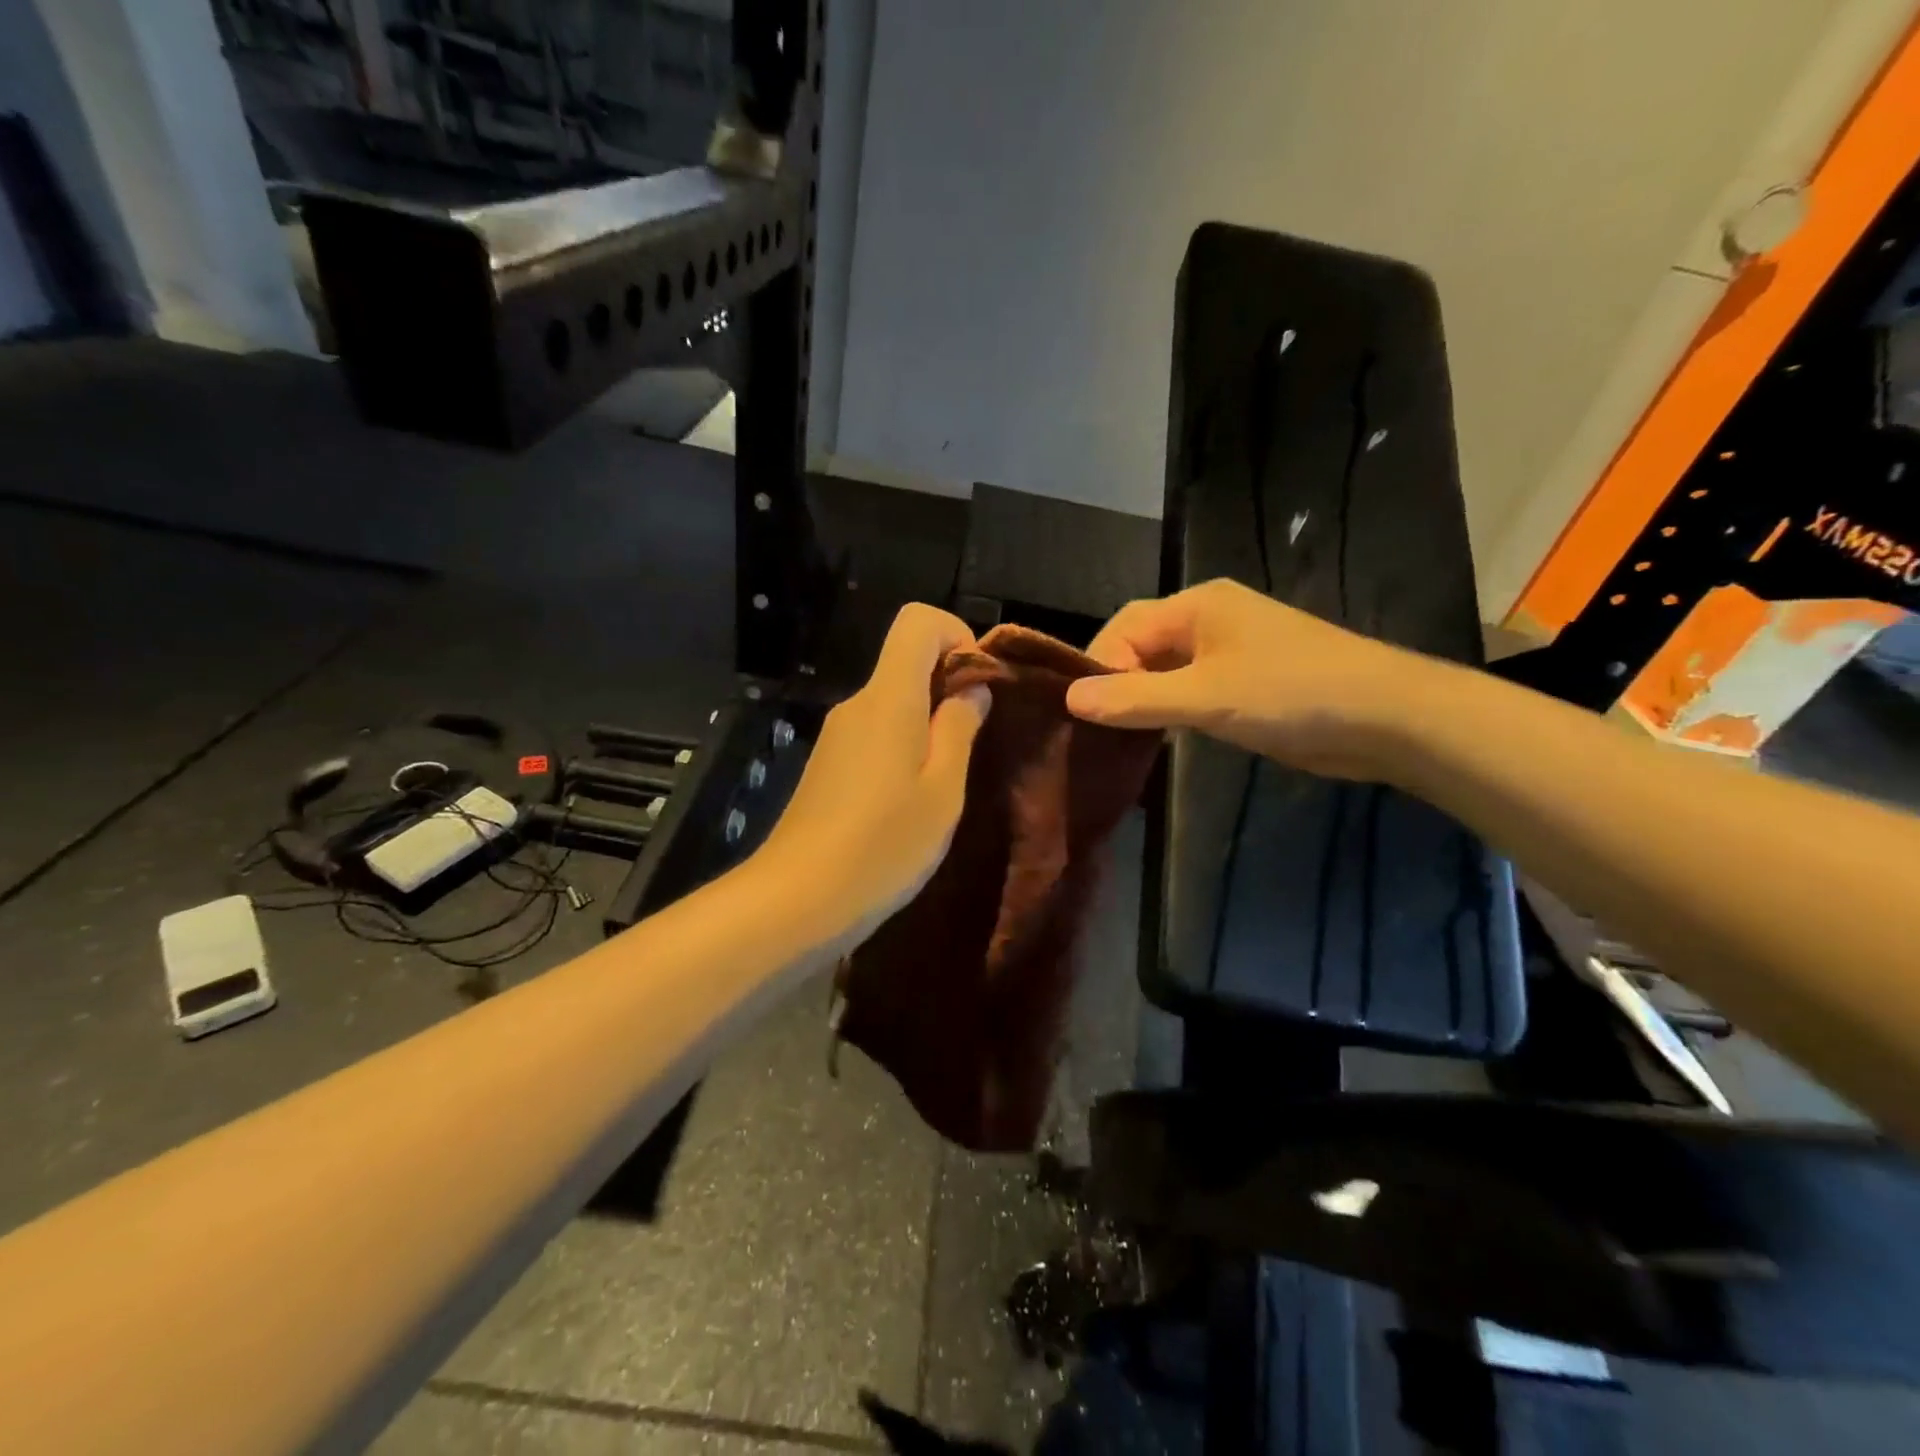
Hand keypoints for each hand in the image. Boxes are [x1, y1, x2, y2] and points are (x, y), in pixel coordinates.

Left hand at [756, 603, 991, 945]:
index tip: (979, 683)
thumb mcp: (942, 790)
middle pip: (905, 662)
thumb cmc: (883, 845)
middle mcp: (856, 705)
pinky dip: (902, 747)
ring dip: (927, 724)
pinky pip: (874, 734)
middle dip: (948, 687)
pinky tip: (910, 801)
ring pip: (892, 703)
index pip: (917, 620)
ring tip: (946, 783)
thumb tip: (971, 689)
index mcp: (888, 698)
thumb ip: (959, 729)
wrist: (797, 900)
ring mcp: (837, 736)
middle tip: (975, 744)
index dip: (956, 634)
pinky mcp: (827, 766)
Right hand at [1065, 579, 1423, 778]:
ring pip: (1165, 670)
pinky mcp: (1245, 681)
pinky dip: (1169, 709)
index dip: (1099, 664)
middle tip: (1096, 726)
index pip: (1126, 625)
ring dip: (1142, 698)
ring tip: (1117, 735)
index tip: (1084, 710)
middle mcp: (1210, 619)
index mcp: (1198, 605)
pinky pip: (1190, 689)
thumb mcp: (1205, 697)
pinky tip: (1157, 736)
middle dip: (1117, 681)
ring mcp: (1230, 650)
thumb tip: (1071, 699)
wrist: (1386, 718)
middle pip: (1143, 645)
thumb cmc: (1291, 693)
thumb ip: (1136, 698)